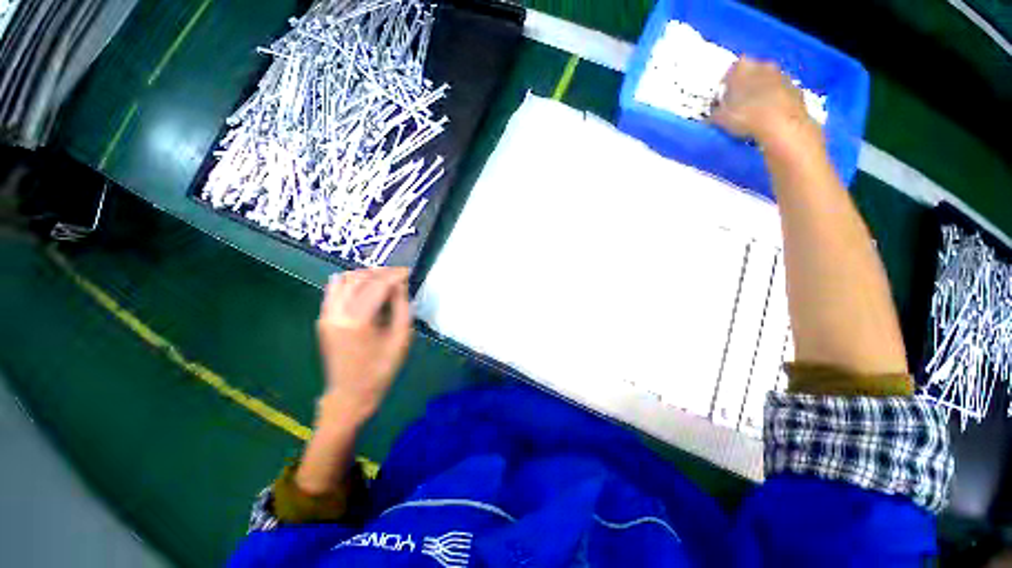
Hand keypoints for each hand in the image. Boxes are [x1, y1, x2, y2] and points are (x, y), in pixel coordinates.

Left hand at [316, 267, 412, 424]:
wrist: (351, 394)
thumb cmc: (381, 369)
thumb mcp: (401, 338)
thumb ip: (401, 307)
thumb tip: (400, 284)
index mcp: (359, 321)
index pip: (377, 285)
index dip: (395, 275)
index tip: (408, 271)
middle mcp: (337, 313)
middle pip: (359, 278)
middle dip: (381, 272)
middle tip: (398, 275)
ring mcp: (326, 315)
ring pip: (344, 280)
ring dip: (365, 274)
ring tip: (383, 278)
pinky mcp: (323, 318)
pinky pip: (334, 290)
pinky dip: (350, 282)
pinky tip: (364, 285)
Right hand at [712, 57, 817, 149]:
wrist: (781, 125)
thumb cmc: (745, 116)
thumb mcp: (719, 118)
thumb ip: (714, 113)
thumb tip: (711, 115)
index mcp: (742, 68)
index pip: (730, 71)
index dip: (725, 85)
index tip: (722, 98)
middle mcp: (762, 65)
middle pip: (751, 73)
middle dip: (744, 85)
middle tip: (737, 104)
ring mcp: (781, 75)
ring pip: (766, 81)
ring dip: (760, 92)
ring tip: (753, 112)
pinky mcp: (794, 88)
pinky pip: (779, 92)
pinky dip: (774, 100)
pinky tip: (768, 116)